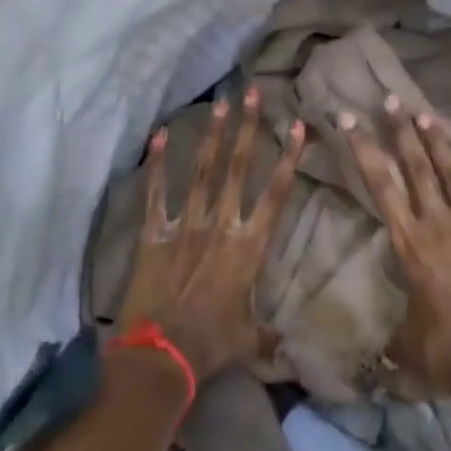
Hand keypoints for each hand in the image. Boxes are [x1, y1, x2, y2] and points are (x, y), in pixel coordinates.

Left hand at [116, 89, 306, 383]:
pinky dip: (158, 164)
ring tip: (221, 103)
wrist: (161, 358)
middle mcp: (221, 227)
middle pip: (239, 169)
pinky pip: (156, 194)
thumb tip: (284, 349)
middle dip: (248, 128)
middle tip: (253, 93)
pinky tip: (161, 134)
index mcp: (249, 248)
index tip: (297, 126)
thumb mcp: (248, 340)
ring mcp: (186, 227)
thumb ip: (267, 336)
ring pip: (203, 172)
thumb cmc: (212, 347)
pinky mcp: (153, 235)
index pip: (276, 194)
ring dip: (213, 136)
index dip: (289, 158)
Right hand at [339, 96, 450, 399]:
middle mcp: (442, 224)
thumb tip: (382, 352)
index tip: (350, 120)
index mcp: (411, 244)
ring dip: (441, 143)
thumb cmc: (448, 354)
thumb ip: (394, 337)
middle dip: (402, 132)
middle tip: (392, 100)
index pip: (382, 186)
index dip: (364, 150)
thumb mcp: (408, 344)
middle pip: (418, 168)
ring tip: (428, 114)